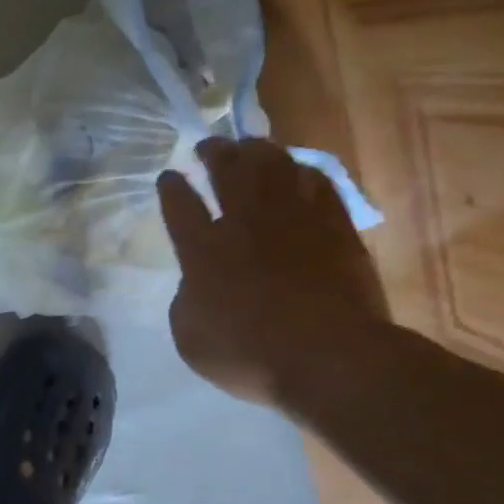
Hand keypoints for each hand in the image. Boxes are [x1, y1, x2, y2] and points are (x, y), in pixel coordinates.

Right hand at [157, 138, 387, 404]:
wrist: (327, 358)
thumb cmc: (248, 355)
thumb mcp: (189, 338)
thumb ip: (185, 301)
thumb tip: (195, 283)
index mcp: (203, 252)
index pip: (180, 207)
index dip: (172, 188)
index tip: (168, 176)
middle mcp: (245, 224)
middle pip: (228, 172)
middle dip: (214, 154)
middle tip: (207, 145)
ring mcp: (294, 221)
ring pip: (274, 167)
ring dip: (258, 151)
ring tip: (250, 145)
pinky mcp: (335, 227)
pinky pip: (318, 184)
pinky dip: (303, 172)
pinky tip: (298, 171)